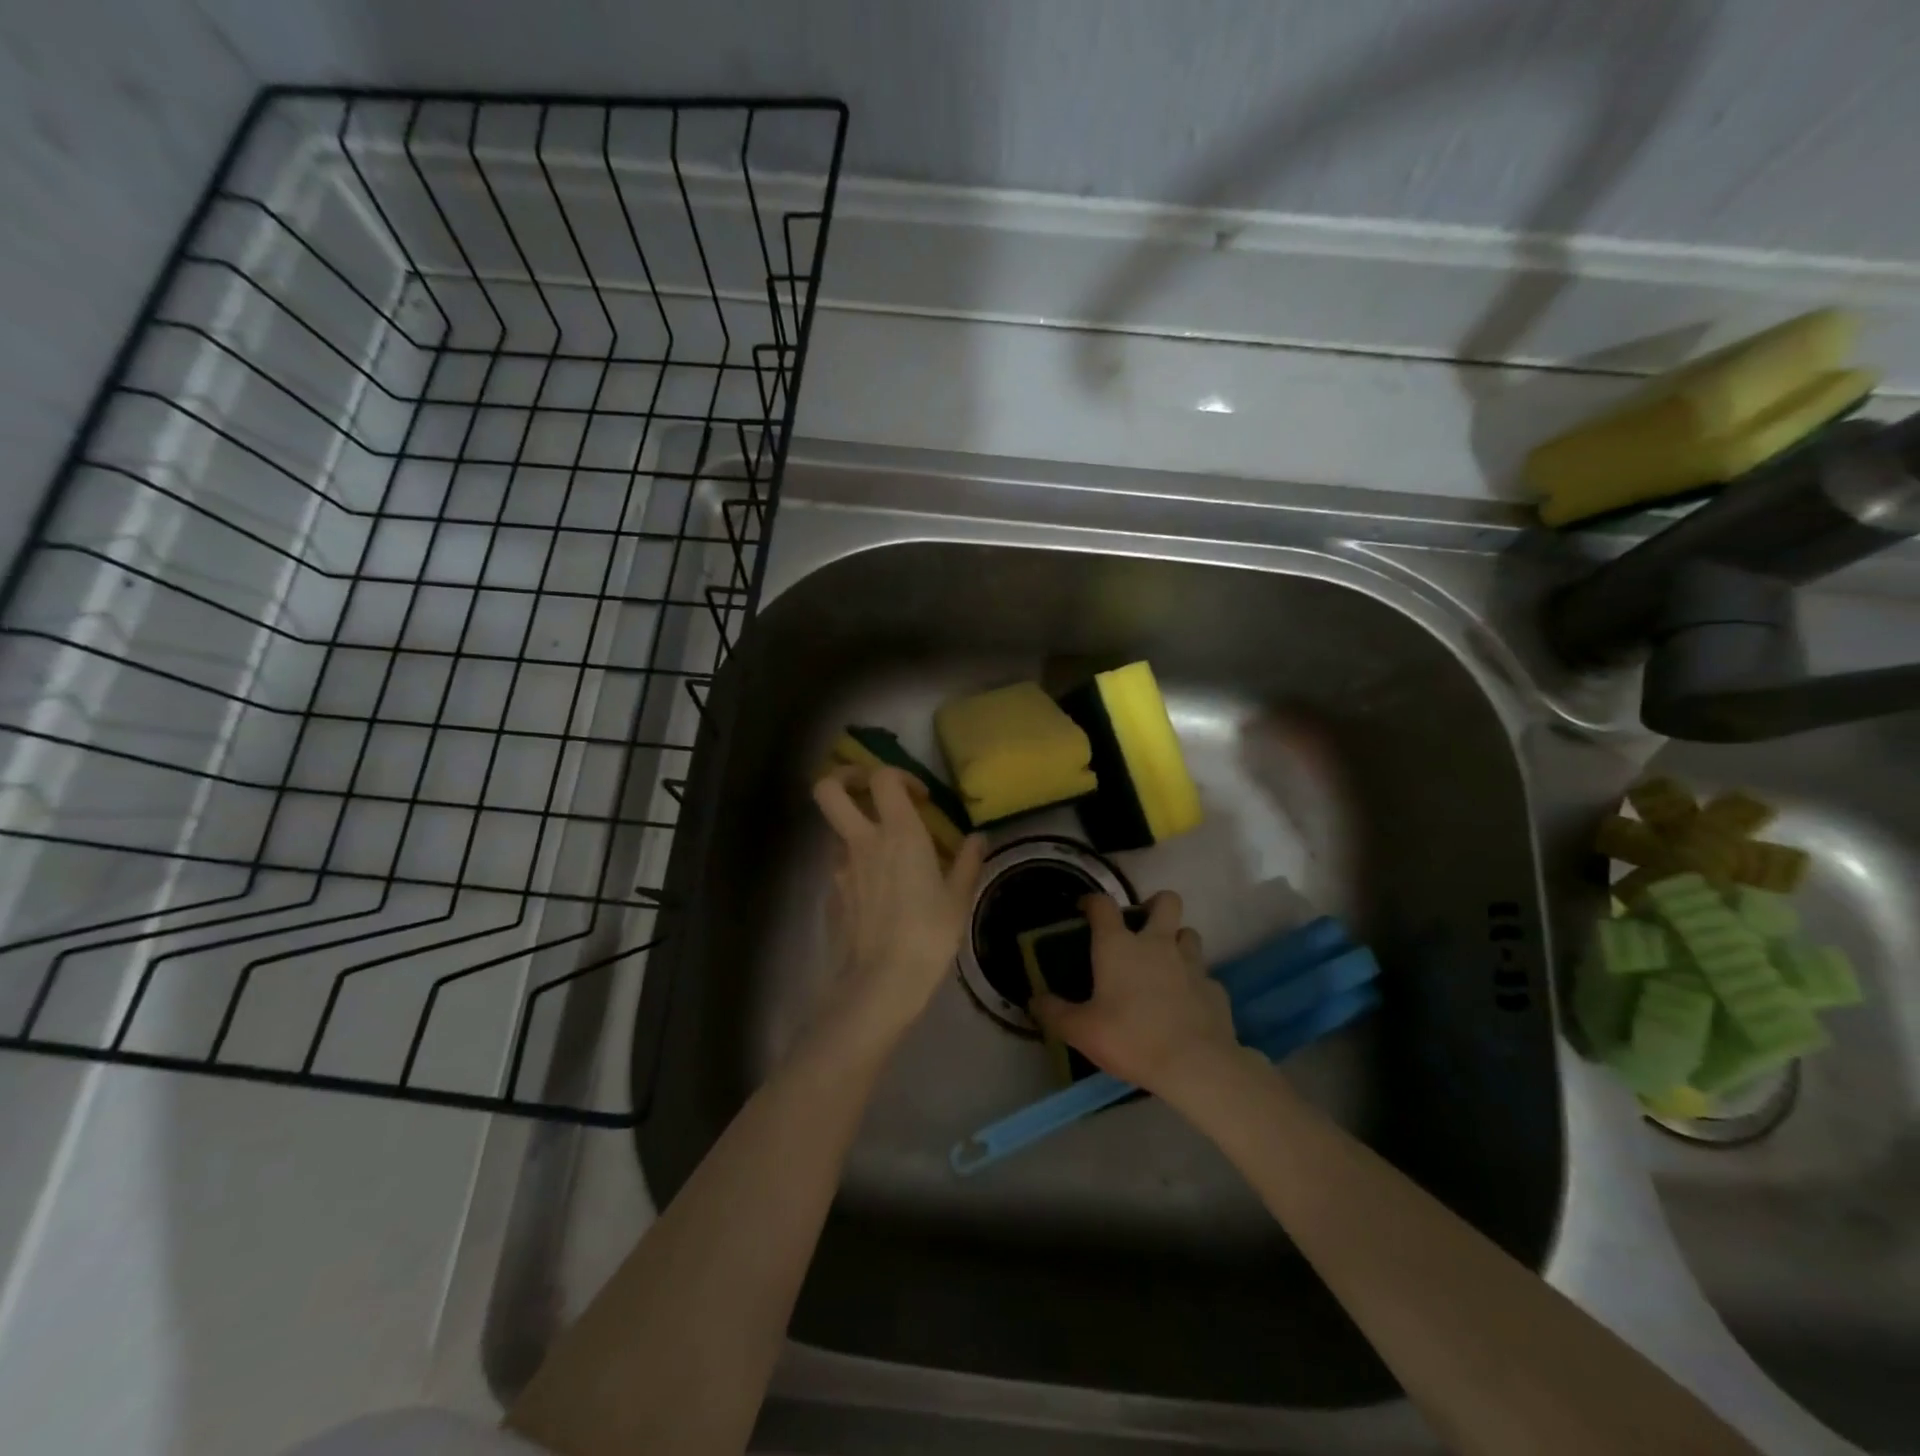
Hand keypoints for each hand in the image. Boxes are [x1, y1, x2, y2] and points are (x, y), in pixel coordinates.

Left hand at [812, 766, 986, 1049]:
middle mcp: (862, 841)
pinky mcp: (831, 894)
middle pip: (828, 789)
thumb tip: (979, 838)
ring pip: (834, 829)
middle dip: (844, 778)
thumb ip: (967, 862)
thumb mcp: (957, 898)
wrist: (881, 982)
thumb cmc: (928, 934)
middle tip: (868, 789)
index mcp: (898, 833)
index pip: (883, 778)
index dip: (899, 775)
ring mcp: (840, 868)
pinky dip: (855, 866)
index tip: (920, 796)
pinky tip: (878, 892)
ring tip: (884, 852)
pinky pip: (839, 866)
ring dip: (854, 828)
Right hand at [1031, 891, 1238, 1093]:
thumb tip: (1034, 1001)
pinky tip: (1187, 1003)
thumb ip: (1054, 1013)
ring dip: (1177, 941)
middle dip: (1154, 905)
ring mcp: (1192, 964)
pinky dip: (1195, 983)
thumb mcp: (1081, 1031)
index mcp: (1119, 946)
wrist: (1196, 1065)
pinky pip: (1205, 975)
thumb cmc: (1131, 1038)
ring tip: (1165, 964)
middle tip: (1142, 927)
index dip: (1092, 901)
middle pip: (1166, 901)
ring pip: (1189, 933)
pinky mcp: (1215, 989)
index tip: (1085, 909)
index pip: (1103, 904)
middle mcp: (1157, 943)